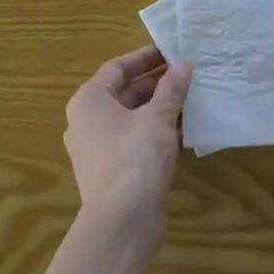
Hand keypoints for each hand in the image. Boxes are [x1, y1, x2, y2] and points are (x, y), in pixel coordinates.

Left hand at [63, 45, 192, 237]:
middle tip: (185, 76)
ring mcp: (95, 148)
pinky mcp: (108, 171)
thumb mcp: (158, 118)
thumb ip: (171, 89)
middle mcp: (85, 120)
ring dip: (156, 108)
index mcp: (89, 100)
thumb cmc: (135, 157)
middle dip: (155, 84)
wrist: (121, 220)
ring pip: (129, 118)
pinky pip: (131, 140)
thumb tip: (184, 66)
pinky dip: (153, 132)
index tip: (170, 52)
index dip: (144, 58)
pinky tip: (180, 131)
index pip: (117, 68)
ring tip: (188, 100)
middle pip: (122, 93)